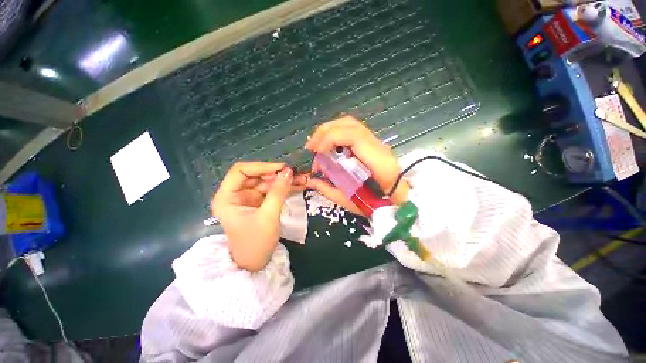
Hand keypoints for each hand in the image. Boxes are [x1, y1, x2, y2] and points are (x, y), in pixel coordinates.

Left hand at [211, 162, 305, 271]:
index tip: (282, 168)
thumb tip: (289, 171)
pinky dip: (285, 188)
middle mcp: (236, 194)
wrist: (256, 264)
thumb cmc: (256, 243)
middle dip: (277, 174)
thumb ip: (278, 192)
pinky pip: (273, 190)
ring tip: (303, 179)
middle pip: (257, 176)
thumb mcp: (268, 216)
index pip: (241, 171)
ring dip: (284, 181)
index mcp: (227, 197)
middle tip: (296, 174)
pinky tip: (299, 185)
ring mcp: (249, 198)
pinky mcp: (259, 202)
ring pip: (267, 182)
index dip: (262, 166)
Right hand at [305, 116, 408, 215]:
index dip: (330, 138)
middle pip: (350, 124)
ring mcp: (376, 142)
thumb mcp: (350, 201)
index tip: (316, 151)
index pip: (353, 136)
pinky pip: (351, 130)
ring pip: (350, 124)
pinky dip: (336, 133)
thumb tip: (310, 181)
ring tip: (317, 144)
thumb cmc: (378, 203)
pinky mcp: (372, 144)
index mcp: (376, 160)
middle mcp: (377, 146)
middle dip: (325, 131)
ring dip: (329, 130)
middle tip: (311, 147)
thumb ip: (329, 189)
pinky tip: (328, 144)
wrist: (399, 199)